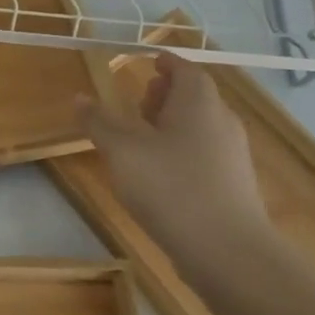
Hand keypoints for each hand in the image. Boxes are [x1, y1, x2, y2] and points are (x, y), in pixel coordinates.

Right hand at [79, 53, 272, 281]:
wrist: (227, 253)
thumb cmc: (171, 187)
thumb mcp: (122, 150)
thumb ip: (99, 122)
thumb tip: (80, 97)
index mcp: (198, 103)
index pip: (185, 70)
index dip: (166, 63)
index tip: (148, 61)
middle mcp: (222, 122)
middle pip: (196, 97)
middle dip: (168, 94)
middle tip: (140, 97)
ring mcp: (232, 156)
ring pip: (201, 127)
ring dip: (174, 123)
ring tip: (143, 135)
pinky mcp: (234, 186)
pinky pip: (205, 153)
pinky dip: (182, 150)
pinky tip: (160, 171)